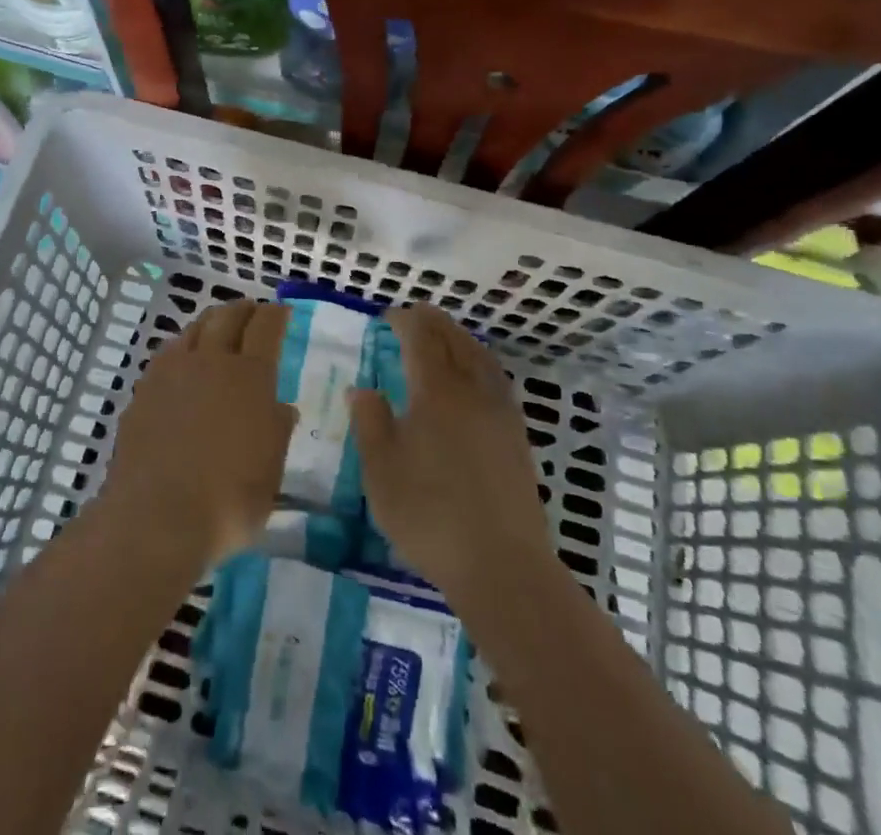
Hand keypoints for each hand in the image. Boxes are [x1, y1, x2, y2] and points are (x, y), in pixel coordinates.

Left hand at [101, 300, 294, 569]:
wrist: (156, 516)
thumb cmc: (227, 500)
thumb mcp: (270, 471)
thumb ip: (277, 432)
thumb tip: (282, 407)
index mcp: (249, 376)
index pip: (265, 327)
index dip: (275, 314)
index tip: (282, 311)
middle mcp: (210, 361)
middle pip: (227, 317)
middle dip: (243, 309)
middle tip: (252, 310)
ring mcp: (172, 372)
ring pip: (193, 329)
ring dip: (211, 322)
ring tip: (218, 328)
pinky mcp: (144, 389)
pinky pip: (168, 353)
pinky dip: (183, 347)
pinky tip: (183, 362)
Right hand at [349, 304, 551, 599]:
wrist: (501, 566)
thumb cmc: (430, 514)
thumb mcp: (381, 471)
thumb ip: (371, 423)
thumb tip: (363, 389)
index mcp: (437, 392)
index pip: (421, 339)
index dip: (405, 321)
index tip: (388, 316)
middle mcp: (472, 392)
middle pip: (455, 341)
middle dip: (434, 322)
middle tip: (416, 314)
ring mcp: (501, 414)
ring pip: (481, 359)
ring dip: (461, 338)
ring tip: (445, 336)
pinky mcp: (517, 438)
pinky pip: (497, 380)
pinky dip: (480, 363)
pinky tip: (475, 379)